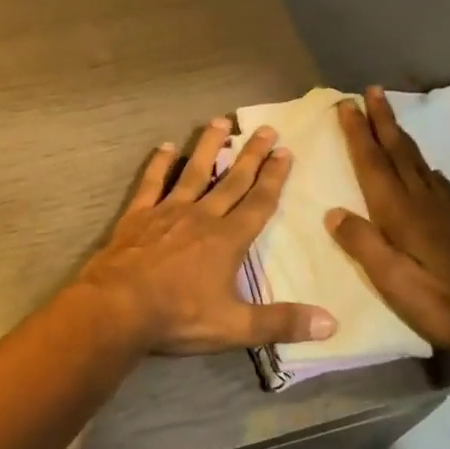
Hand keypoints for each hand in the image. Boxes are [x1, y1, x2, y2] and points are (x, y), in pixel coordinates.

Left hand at [75, 118, 336, 356]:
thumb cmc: (177, 316)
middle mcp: (201, 217)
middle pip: (232, 180)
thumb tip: (331, 324)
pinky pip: (151, 183)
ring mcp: (167, 212)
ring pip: (193, 172)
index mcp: (227, 240)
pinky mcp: (138, 215)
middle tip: (266, 128)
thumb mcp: (234, 327)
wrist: (118, 307)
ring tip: (220, 121)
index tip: (285, 152)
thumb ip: (281, 322)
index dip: (274, 178)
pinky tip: (166, 146)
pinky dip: (159, 164)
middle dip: (251, 155)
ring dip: (208, 147)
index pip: (258, 203)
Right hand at [324, 87, 449, 354]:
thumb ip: (362, 243)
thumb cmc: (443, 301)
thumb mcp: (392, 280)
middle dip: (382, 120)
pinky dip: (425, 166)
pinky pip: (438, 182)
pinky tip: (427, 170)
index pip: (372, 163)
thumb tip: (332, 212)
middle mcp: (423, 202)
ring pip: (418, 162)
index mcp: (400, 212)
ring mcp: (448, 211)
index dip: (358, 133)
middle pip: (398, 152)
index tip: (347, 104)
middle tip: (372, 90)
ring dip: (400, 137)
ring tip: (390, 120)